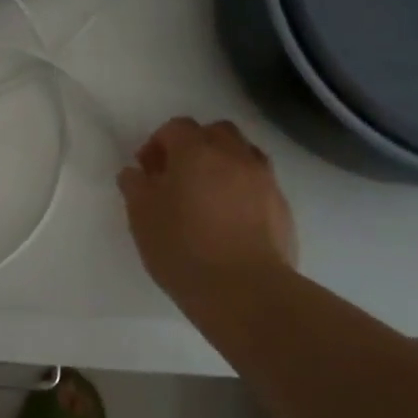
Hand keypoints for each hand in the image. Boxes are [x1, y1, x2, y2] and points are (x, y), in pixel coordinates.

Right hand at [117, 118, 296, 307]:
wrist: (245, 291)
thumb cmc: (183, 248)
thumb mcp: (142, 217)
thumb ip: (135, 187)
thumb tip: (136, 173)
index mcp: (196, 152)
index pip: (176, 127)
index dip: (158, 143)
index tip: (147, 170)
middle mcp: (234, 156)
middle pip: (216, 131)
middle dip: (195, 145)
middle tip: (178, 175)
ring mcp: (264, 180)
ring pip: (243, 153)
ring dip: (223, 163)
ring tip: (207, 194)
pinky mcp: (282, 207)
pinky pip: (259, 183)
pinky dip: (242, 188)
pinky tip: (229, 218)